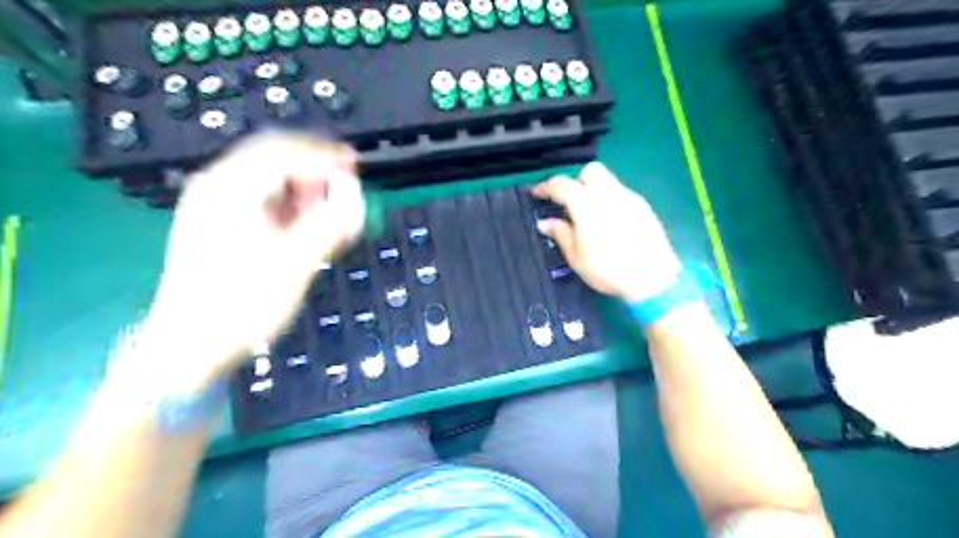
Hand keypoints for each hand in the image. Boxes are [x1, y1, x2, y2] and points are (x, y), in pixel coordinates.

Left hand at [140, 133, 363, 382]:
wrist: (191, 346)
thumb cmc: (241, 305)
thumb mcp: (294, 263)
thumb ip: (329, 223)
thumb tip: (355, 192)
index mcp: (229, 191)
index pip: (281, 153)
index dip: (322, 155)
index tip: (353, 165)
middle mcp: (217, 189)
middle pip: (271, 158)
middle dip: (313, 168)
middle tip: (345, 184)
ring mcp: (214, 206)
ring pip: (266, 179)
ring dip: (303, 187)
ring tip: (329, 206)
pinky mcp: (219, 225)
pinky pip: (260, 200)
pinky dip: (289, 204)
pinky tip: (304, 222)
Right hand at [533, 161, 679, 305]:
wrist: (652, 279)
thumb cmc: (607, 270)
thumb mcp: (576, 256)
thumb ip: (560, 233)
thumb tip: (544, 222)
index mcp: (587, 205)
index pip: (562, 184)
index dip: (546, 187)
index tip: (536, 194)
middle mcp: (609, 194)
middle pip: (589, 171)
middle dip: (575, 181)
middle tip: (569, 202)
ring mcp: (629, 198)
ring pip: (608, 181)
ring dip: (593, 190)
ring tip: (589, 215)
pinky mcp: (643, 207)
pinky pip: (621, 194)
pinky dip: (609, 200)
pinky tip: (609, 223)